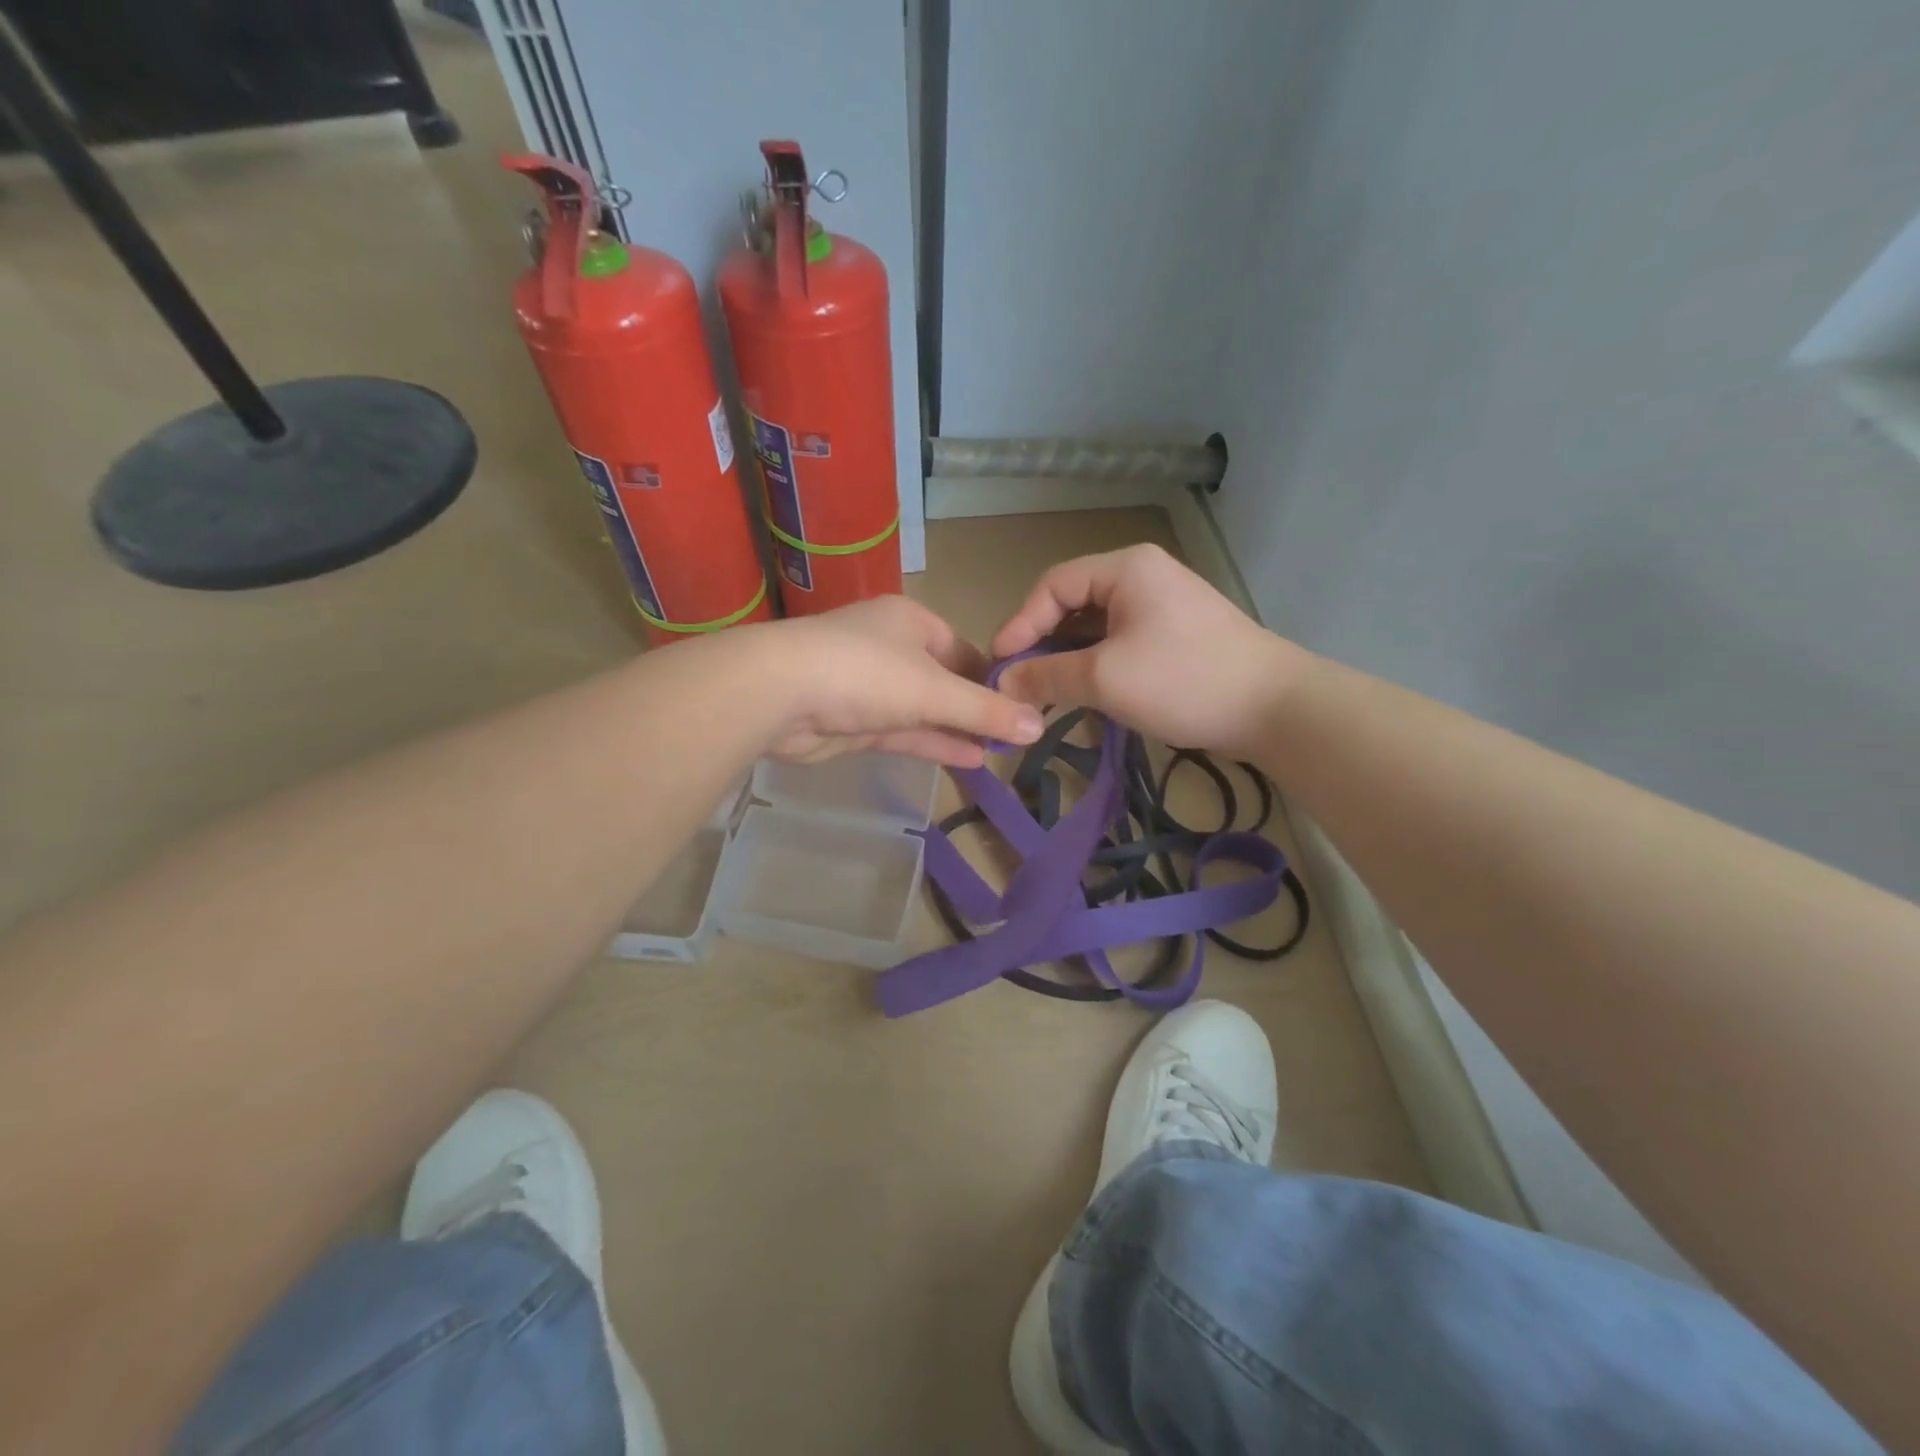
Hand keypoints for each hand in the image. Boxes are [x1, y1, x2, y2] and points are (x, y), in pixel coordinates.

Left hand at [754, 596, 1043, 766]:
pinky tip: (969, 760)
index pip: (965, 650)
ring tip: (1000, 752)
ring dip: (958, 731)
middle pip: (945, 682)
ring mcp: (869, 687)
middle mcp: (891, 649)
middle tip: (1016, 737)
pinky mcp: (853, 722)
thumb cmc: (866, 673)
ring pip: (923, 711)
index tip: (1024, 707)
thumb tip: (1040, 725)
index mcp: (912, 622)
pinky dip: (933, 744)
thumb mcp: (935, 690)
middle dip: (977, 709)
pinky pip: (903, 733)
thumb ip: (986, 710)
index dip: (994, 678)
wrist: (778, 694)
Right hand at [991, 544, 1312, 755]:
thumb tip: (1003, 683)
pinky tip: (1087, 695)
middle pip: (1074, 603)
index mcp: (1125, 568)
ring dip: (1069, 658)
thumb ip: (1047, 676)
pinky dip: (1098, 665)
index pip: (1052, 585)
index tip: (1000, 665)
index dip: (1020, 623)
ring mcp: (1163, 605)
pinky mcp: (1176, 635)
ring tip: (1047, 693)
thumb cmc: (1183, 681)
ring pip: (1097, 626)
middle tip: (1020, 681)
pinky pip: (1122, 642)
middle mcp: (1143, 576)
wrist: (1275, 708)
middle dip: (1043, 643)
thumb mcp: (1105, 679)